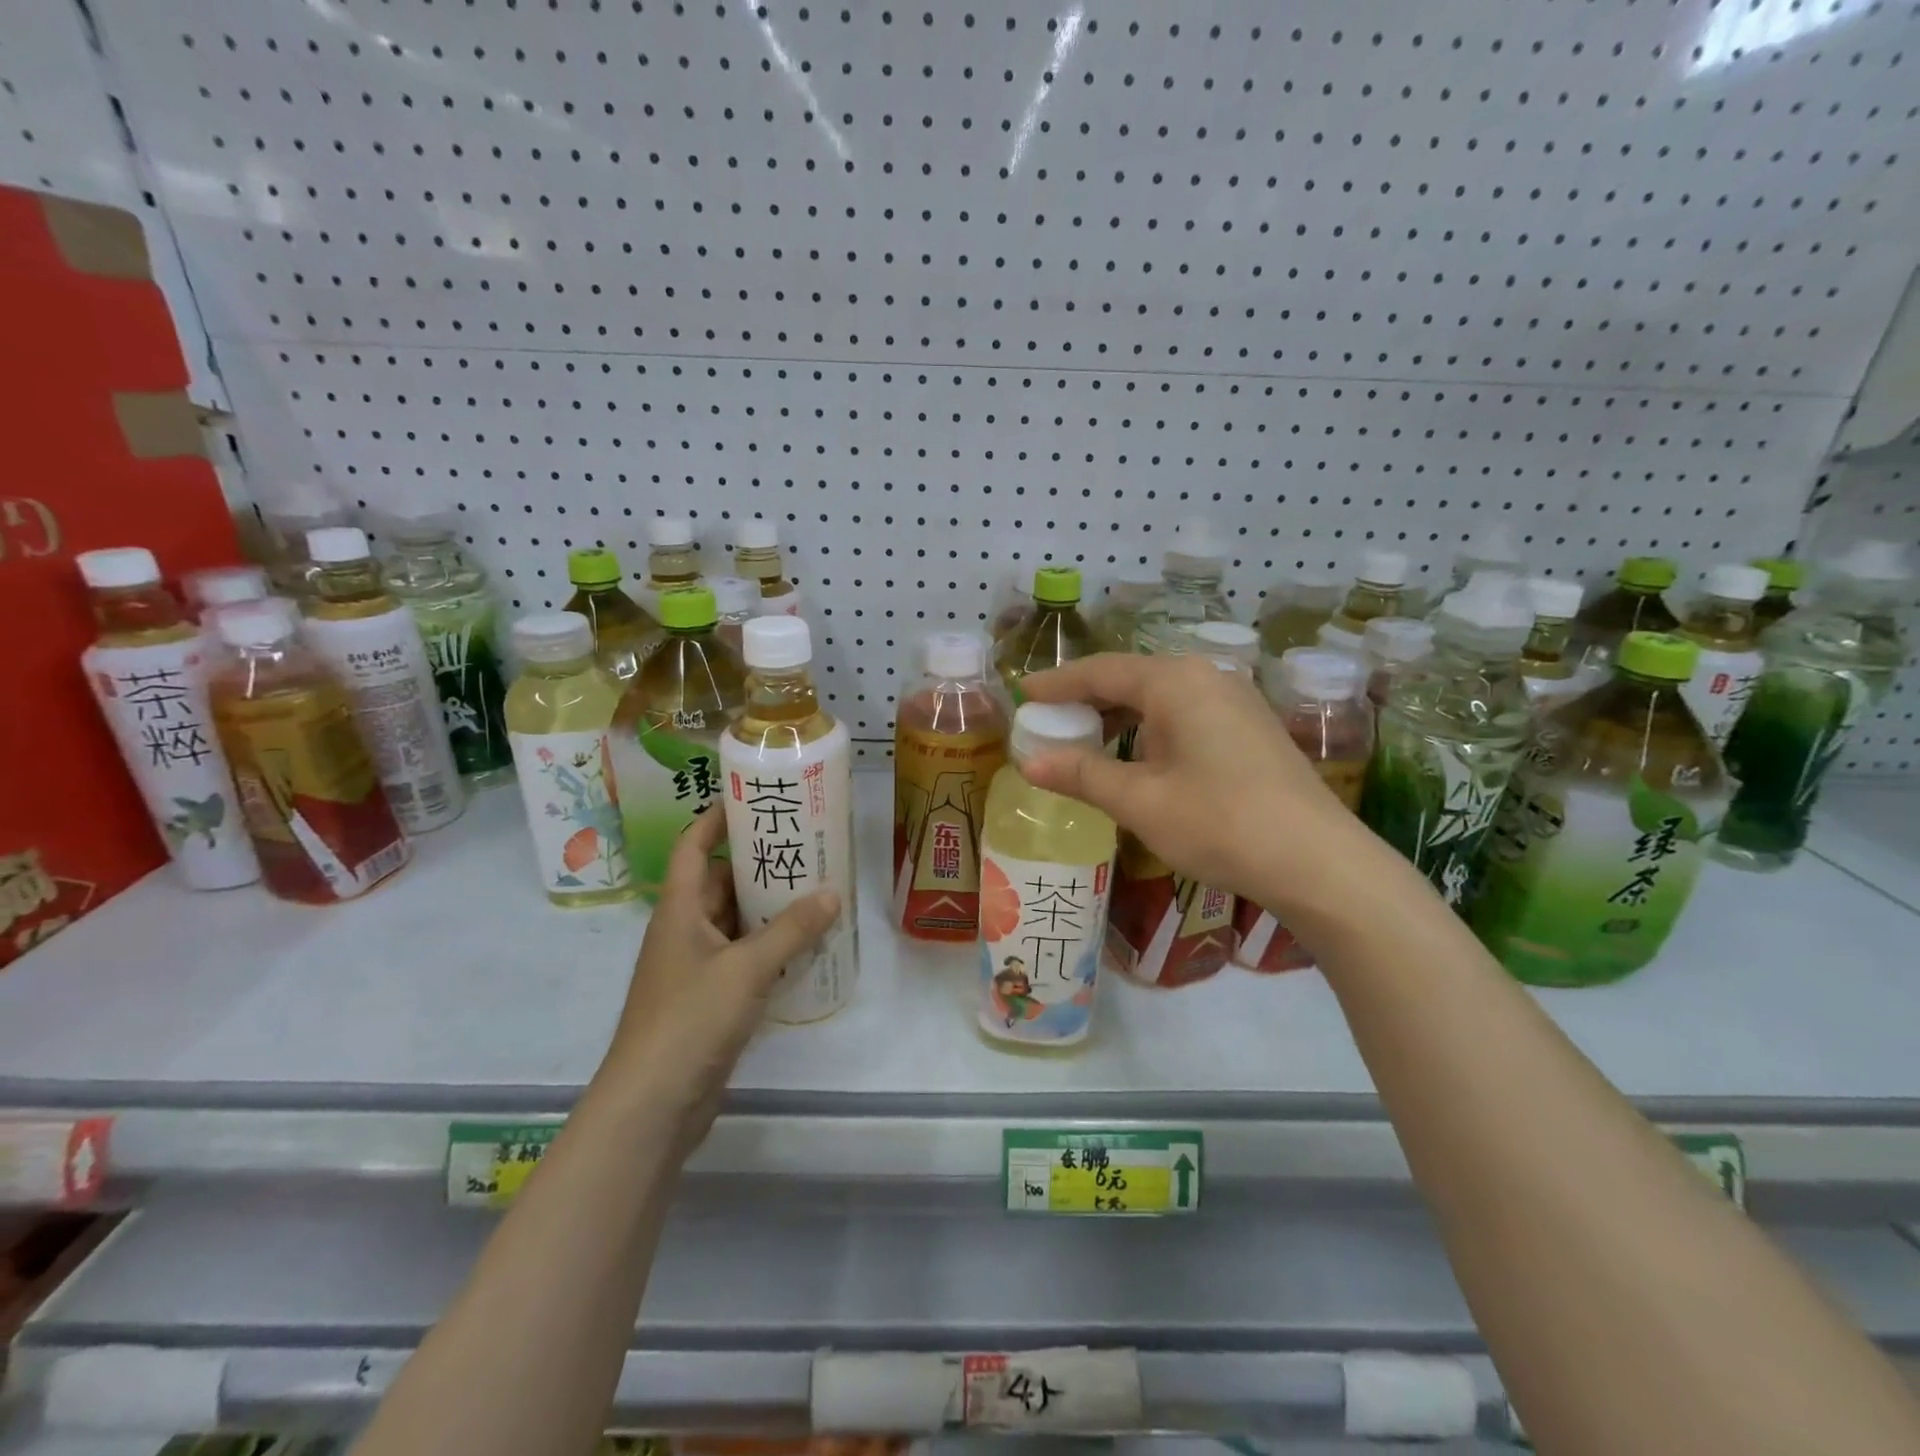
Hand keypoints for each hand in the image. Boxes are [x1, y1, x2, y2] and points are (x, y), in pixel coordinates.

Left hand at [600, 807, 839, 1141]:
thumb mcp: (746, 969)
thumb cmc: (690, 1020)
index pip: (693, 846)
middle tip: (806, 848)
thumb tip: (832, 892)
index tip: (754, 800)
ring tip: (817, 892)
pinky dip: (770, 948)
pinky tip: (806, 947)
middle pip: (720, 882)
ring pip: (735, 922)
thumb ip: (791, 930)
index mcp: (680, 910)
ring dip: (769, 909)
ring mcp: (695, 967)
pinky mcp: (709, 999)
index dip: (717, 818)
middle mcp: (684, 930)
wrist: (652, 1106)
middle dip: (759, 864)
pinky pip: (743, 957)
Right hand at [1019, 653, 1384, 919]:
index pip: (1100, 671)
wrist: (1318, 861)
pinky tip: (1139, 757)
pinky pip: (1185, 713)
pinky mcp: (1250, 727)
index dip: (1058, 683)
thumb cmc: (1219, 823)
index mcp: (1175, 682)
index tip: (1023, 693)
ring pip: (1160, 696)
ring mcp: (1235, 700)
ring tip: (1085, 741)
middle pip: (1131, 678)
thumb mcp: (1139, 801)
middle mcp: (1206, 677)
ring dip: (1119, 716)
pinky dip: (1150, 728)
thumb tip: (1029, 763)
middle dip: (1087, 699)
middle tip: (1049, 720)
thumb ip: (1081, 774)